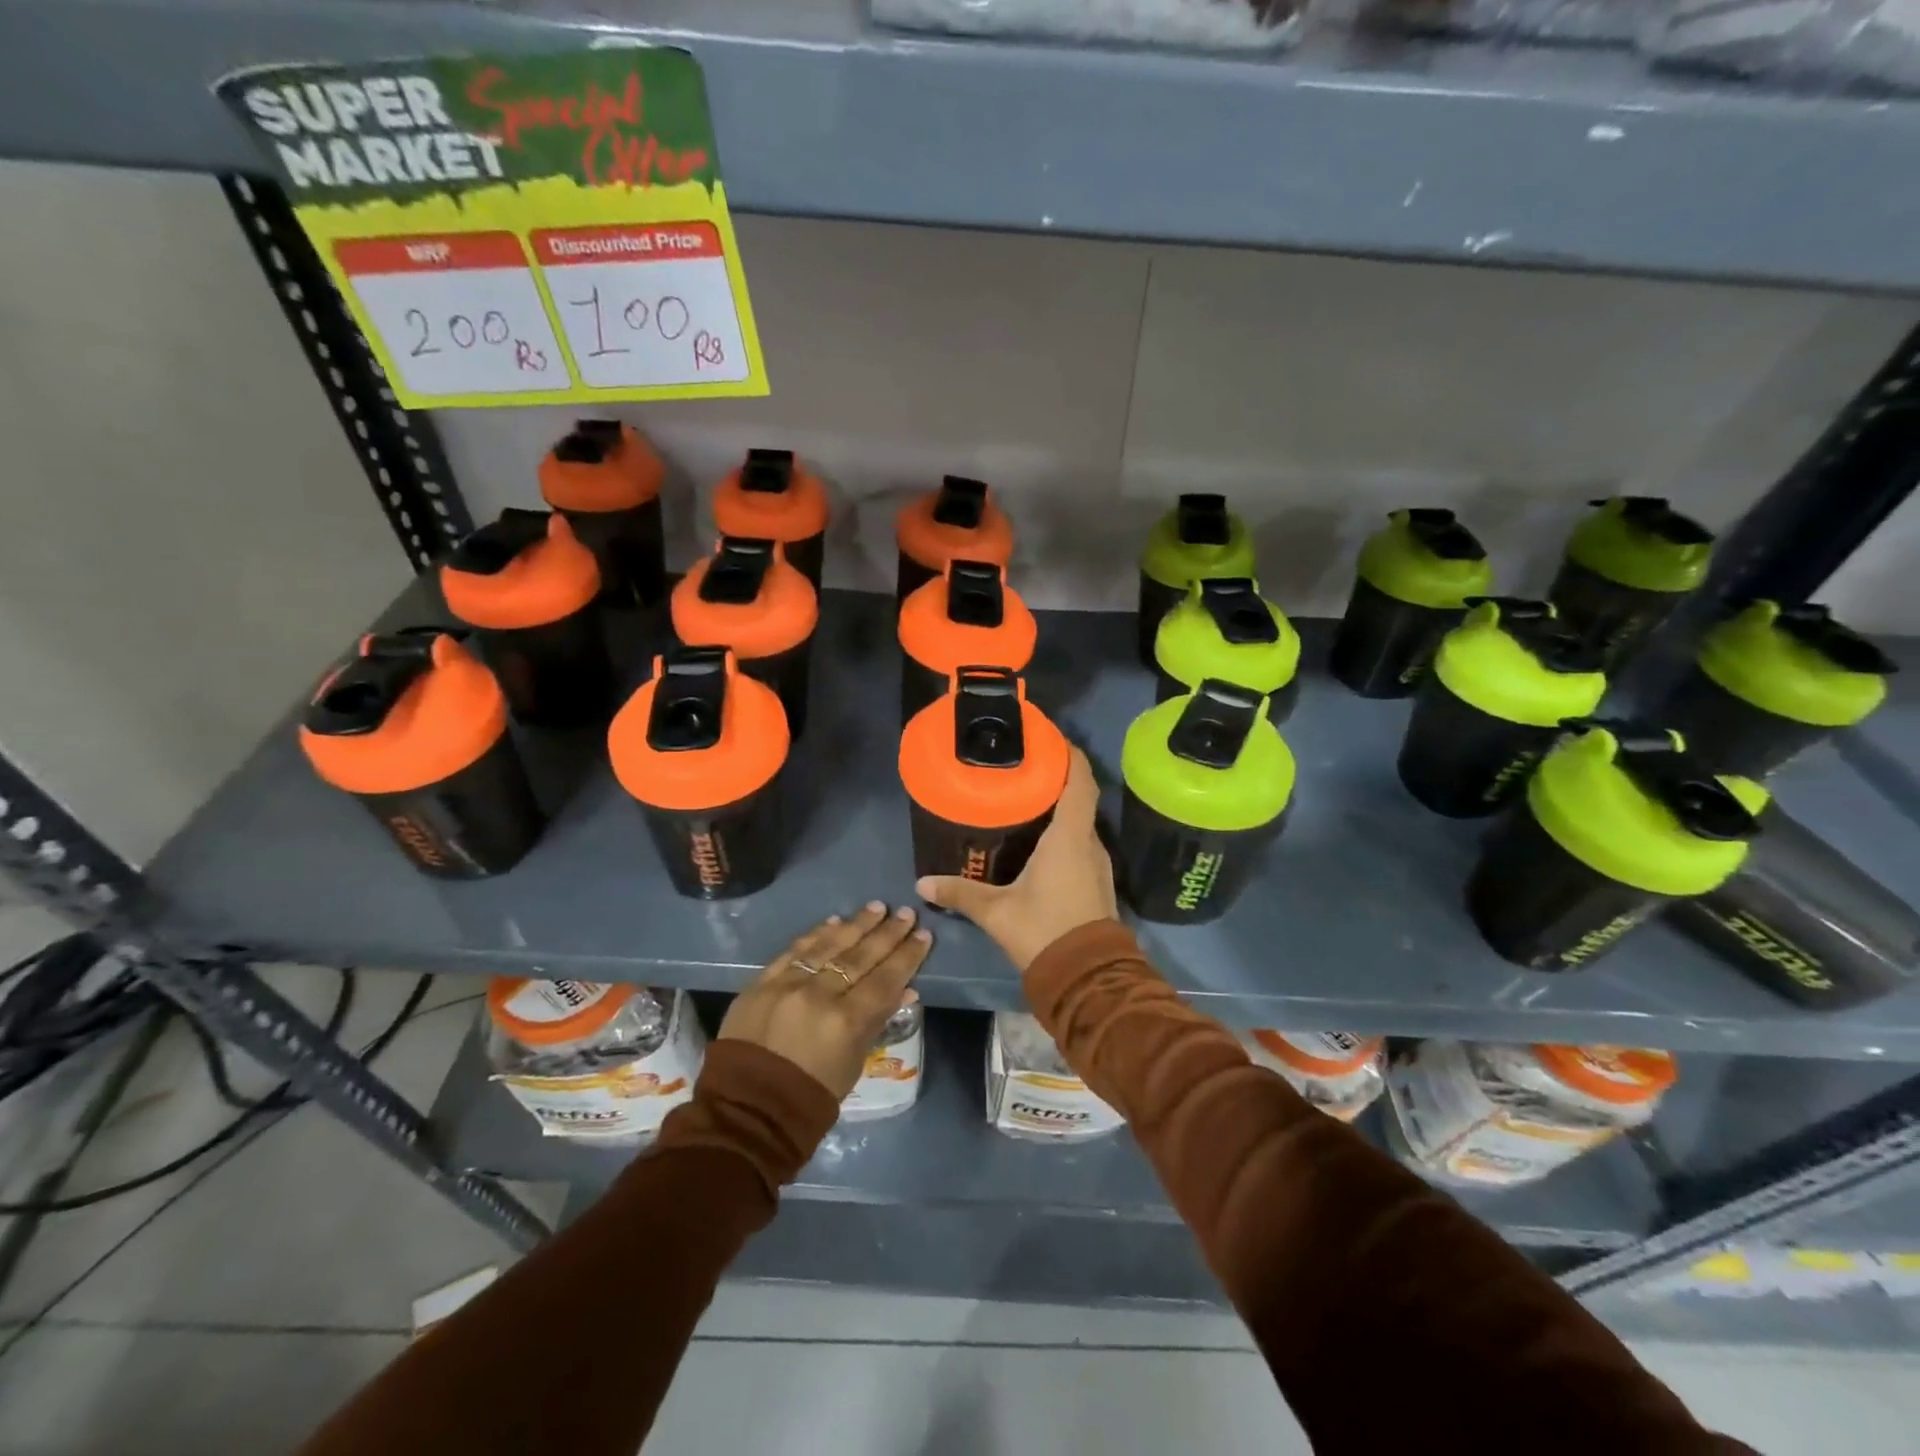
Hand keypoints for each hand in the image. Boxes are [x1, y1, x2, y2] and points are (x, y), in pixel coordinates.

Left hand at [718, 902, 931, 1100]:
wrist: (747, 1109)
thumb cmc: (811, 1096)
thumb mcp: (854, 1063)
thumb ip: (876, 1021)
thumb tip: (905, 988)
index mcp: (846, 1022)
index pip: (886, 979)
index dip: (907, 956)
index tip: (924, 934)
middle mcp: (820, 995)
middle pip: (861, 956)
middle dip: (887, 933)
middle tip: (906, 913)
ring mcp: (788, 985)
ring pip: (829, 945)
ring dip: (856, 924)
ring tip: (876, 907)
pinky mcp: (762, 982)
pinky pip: (795, 950)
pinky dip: (817, 934)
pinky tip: (835, 921)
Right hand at [916, 747, 1116, 971]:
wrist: (1088, 979)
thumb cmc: (1044, 931)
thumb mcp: (996, 912)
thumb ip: (960, 893)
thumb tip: (922, 884)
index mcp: (1069, 837)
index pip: (1080, 781)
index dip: (1070, 754)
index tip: (1051, 737)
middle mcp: (1090, 843)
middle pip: (1080, 798)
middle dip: (1057, 778)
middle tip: (1024, 767)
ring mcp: (1098, 864)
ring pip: (1081, 823)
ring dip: (1061, 808)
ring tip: (1027, 799)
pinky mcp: (1097, 882)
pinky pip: (1081, 844)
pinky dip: (1064, 832)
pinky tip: (1040, 841)